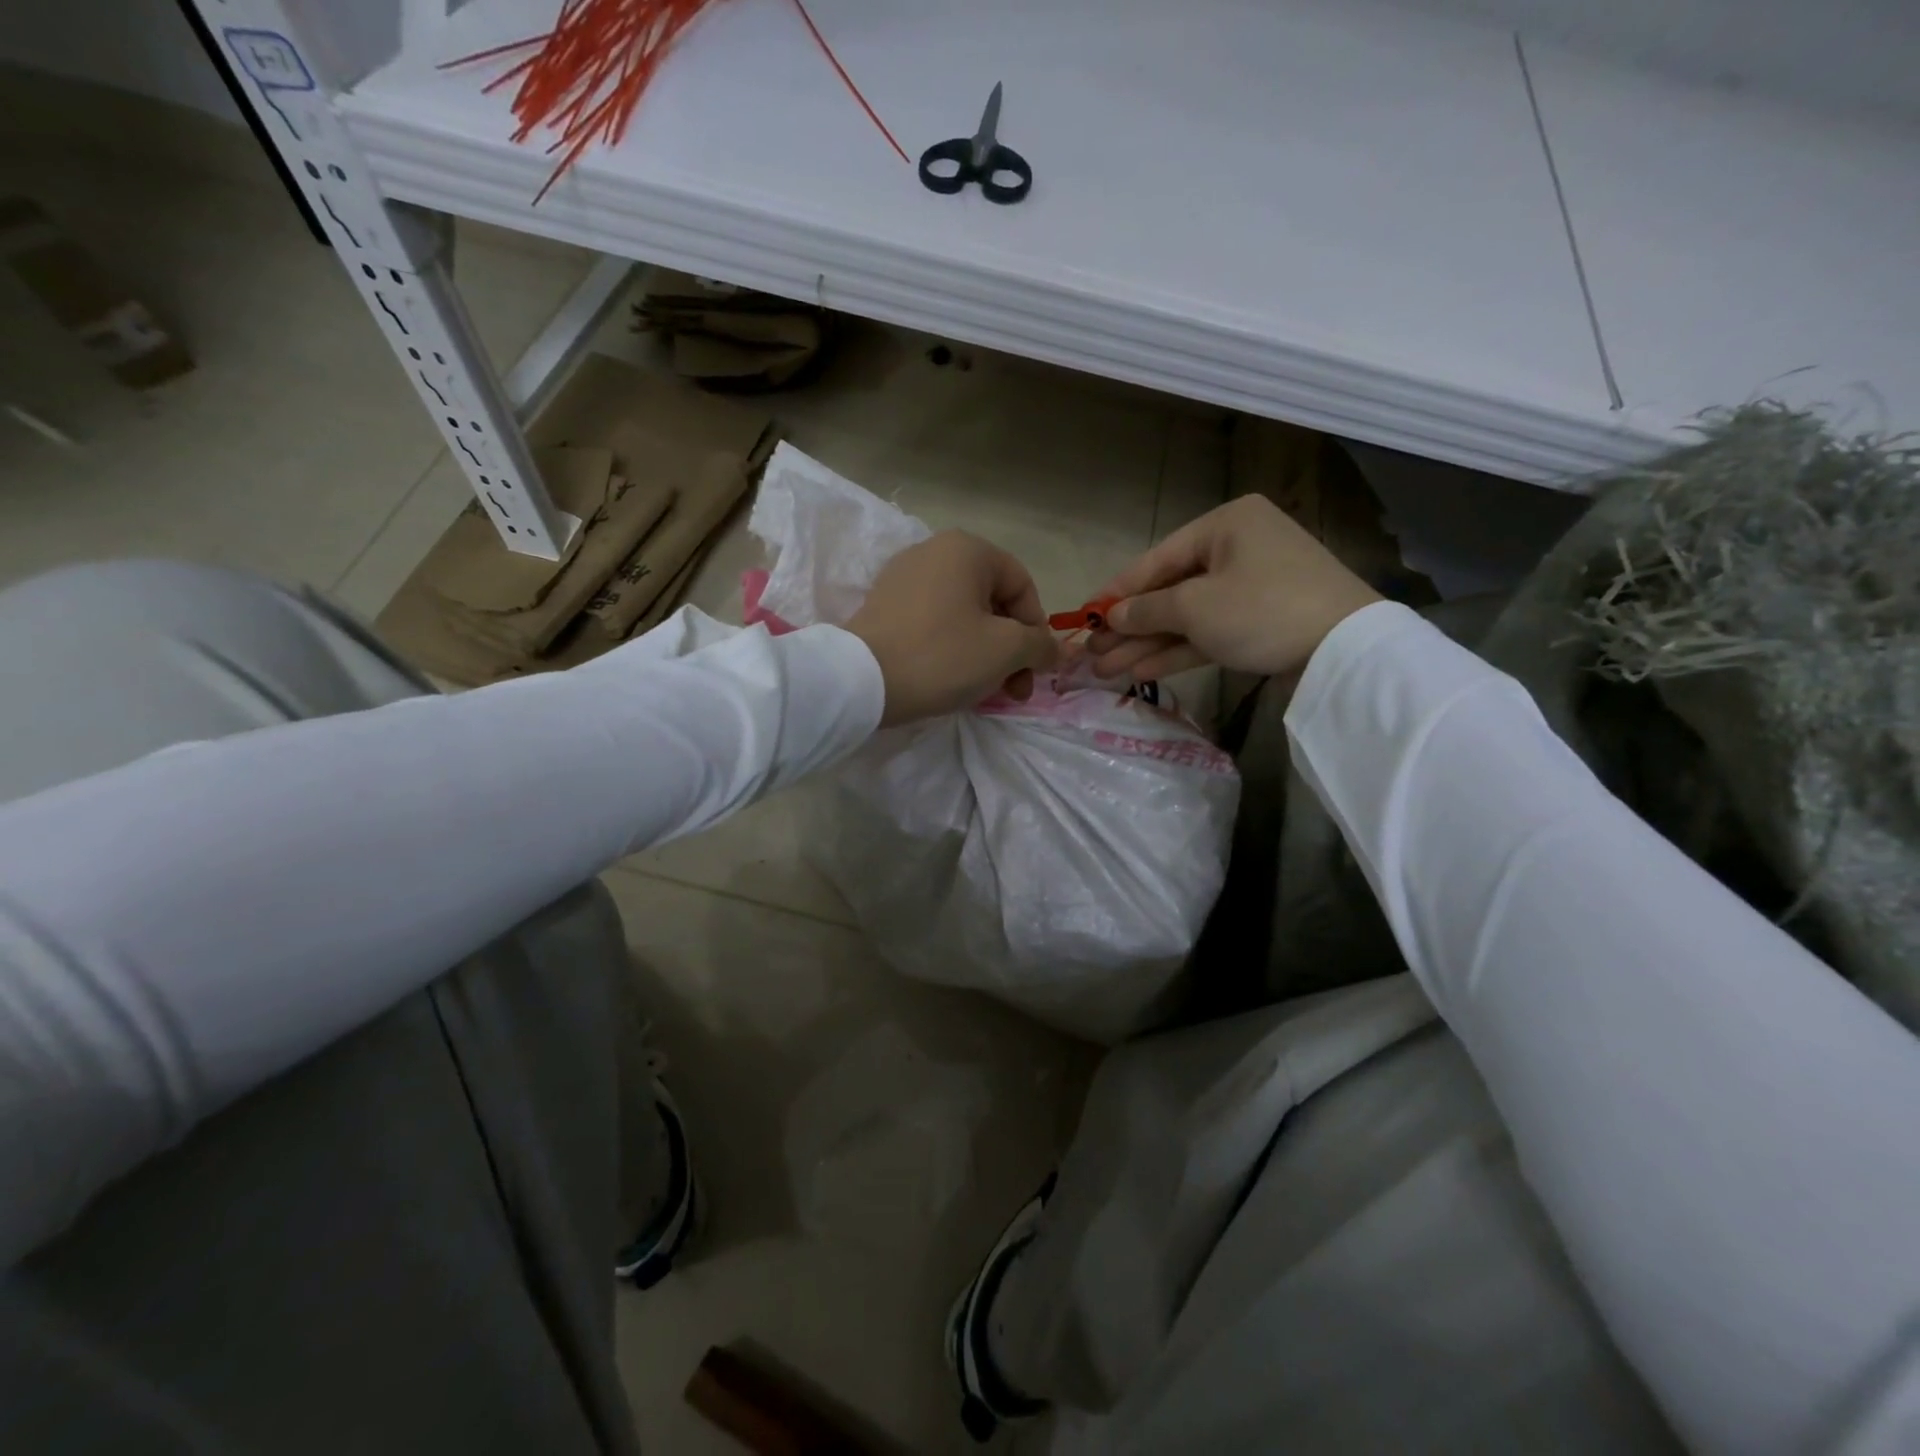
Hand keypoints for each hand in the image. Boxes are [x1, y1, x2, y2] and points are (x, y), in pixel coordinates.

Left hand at [846, 531, 1061, 726]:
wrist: (860, 680)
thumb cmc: (942, 655)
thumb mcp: (1006, 650)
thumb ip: (1040, 644)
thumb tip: (1054, 649)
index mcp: (967, 548)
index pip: (1022, 585)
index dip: (1036, 629)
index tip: (1034, 668)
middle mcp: (933, 551)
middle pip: (992, 601)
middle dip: (1011, 649)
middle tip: (1014, 690)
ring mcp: (903, 577)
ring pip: (964, 615)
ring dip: (985, 653)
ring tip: (985, 691)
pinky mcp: (883, 606)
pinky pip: (933, 623)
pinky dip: (951, 648)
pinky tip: (952, 680)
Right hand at [1085, 496, 1382, 680]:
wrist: (1344, 650)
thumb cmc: (1262, 609)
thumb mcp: (1195, 607)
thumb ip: (1146, 611)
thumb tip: (1111, 616)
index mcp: (1225, 525)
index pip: (1156, 559)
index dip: (1116, 591)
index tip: (1083, 615)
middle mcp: (1237, 549)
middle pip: (1169, 590)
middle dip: (1128, 626)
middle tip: (1090, 652)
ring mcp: (1251, 587)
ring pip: (1186, 616)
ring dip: (1146, 644)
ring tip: (1104, 670)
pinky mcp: (1261, 622)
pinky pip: (1209, 632)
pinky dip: (1177, 650)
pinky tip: (1139, 670)